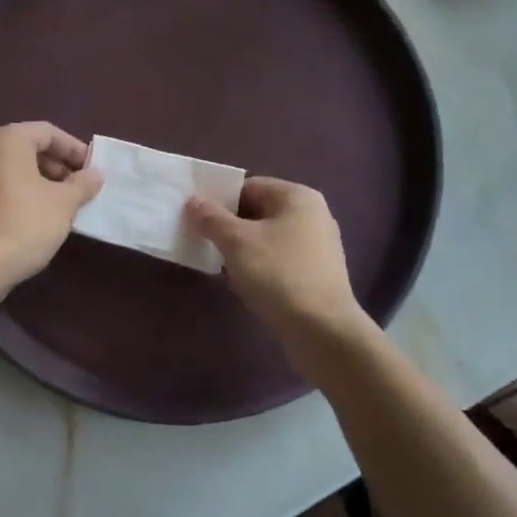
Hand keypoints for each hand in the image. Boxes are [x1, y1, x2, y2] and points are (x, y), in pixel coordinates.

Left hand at [0, 122, 103, 291]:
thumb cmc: (26, 223)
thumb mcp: (64, 202)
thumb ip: (83, 183)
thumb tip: (96, 174)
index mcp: (7, 140)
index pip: (48, 132)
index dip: (74, 149)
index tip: (93, 169)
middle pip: (30, 149)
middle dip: (59, 166)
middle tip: (81, 187)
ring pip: (17, 170)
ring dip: (44, 182)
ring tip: (67, 204)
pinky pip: (4, 188)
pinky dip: (26, 195)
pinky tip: (43, 217)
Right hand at [186, 177, 367, 343]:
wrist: (322, 330)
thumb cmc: (279, 275)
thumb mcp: (237, 242)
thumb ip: (211, 218)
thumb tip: (193, 201)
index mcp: (297, 197)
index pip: (248, 186)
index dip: (219, 200)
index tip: (196, 219)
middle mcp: (312, 214)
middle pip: (258, 211)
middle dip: (229, 226)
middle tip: (203, 241)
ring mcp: (318, 245)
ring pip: (267, 237)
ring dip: (242, 249)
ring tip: (220, 264)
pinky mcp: (317, 273)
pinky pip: (279, 259)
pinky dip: (260, 266)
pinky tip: (244, 283)